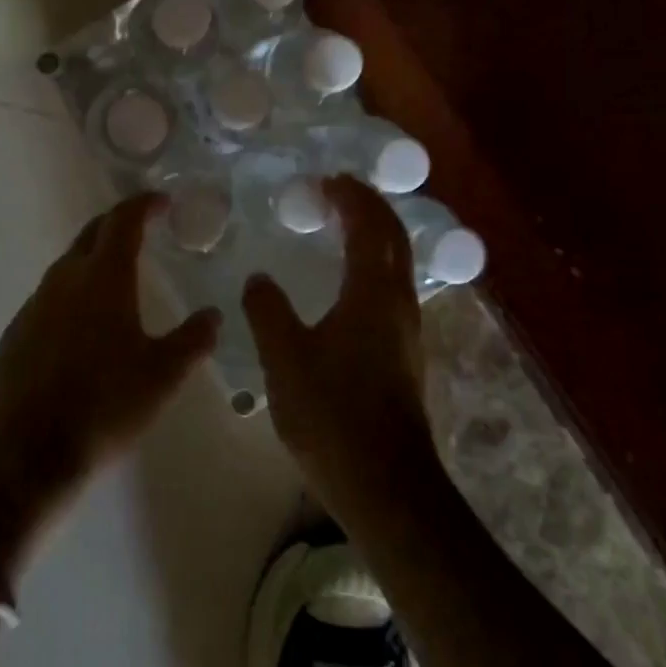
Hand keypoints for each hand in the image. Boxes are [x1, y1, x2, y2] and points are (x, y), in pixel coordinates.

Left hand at [0, 193, 220, 517]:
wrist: (28, 451)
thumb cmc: (105, 406)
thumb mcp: (162, 376)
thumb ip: (193, 340)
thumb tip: (215, 315)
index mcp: (103, 277)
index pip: (123, 220)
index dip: (143, 204)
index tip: (162, 201)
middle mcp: (66, 278)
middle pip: (92, 233)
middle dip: (118, 223)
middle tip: (143, 229)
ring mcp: (36, 303)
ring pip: (69, 264)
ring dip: (95, 259)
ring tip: (118, 277)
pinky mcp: (17, 330)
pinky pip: (50, 296)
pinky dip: (73, 293)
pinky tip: (83, 324)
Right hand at [243, 175, 435, 520]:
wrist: (386, 486)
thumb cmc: (333, 414)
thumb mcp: (284, 358)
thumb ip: (268, 311)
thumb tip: (259, 279)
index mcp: (373, 292)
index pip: (369, 225)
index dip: (351, 197)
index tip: (327, 180)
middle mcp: (398, 302)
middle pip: (394, 237)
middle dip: (370, 207)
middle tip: (338, 191)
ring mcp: (406, 330)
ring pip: (397, 263)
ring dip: (374, 234)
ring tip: (341, 226)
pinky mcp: (403, 354)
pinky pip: (391, 287)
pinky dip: (373, 263)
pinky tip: (347, 282)